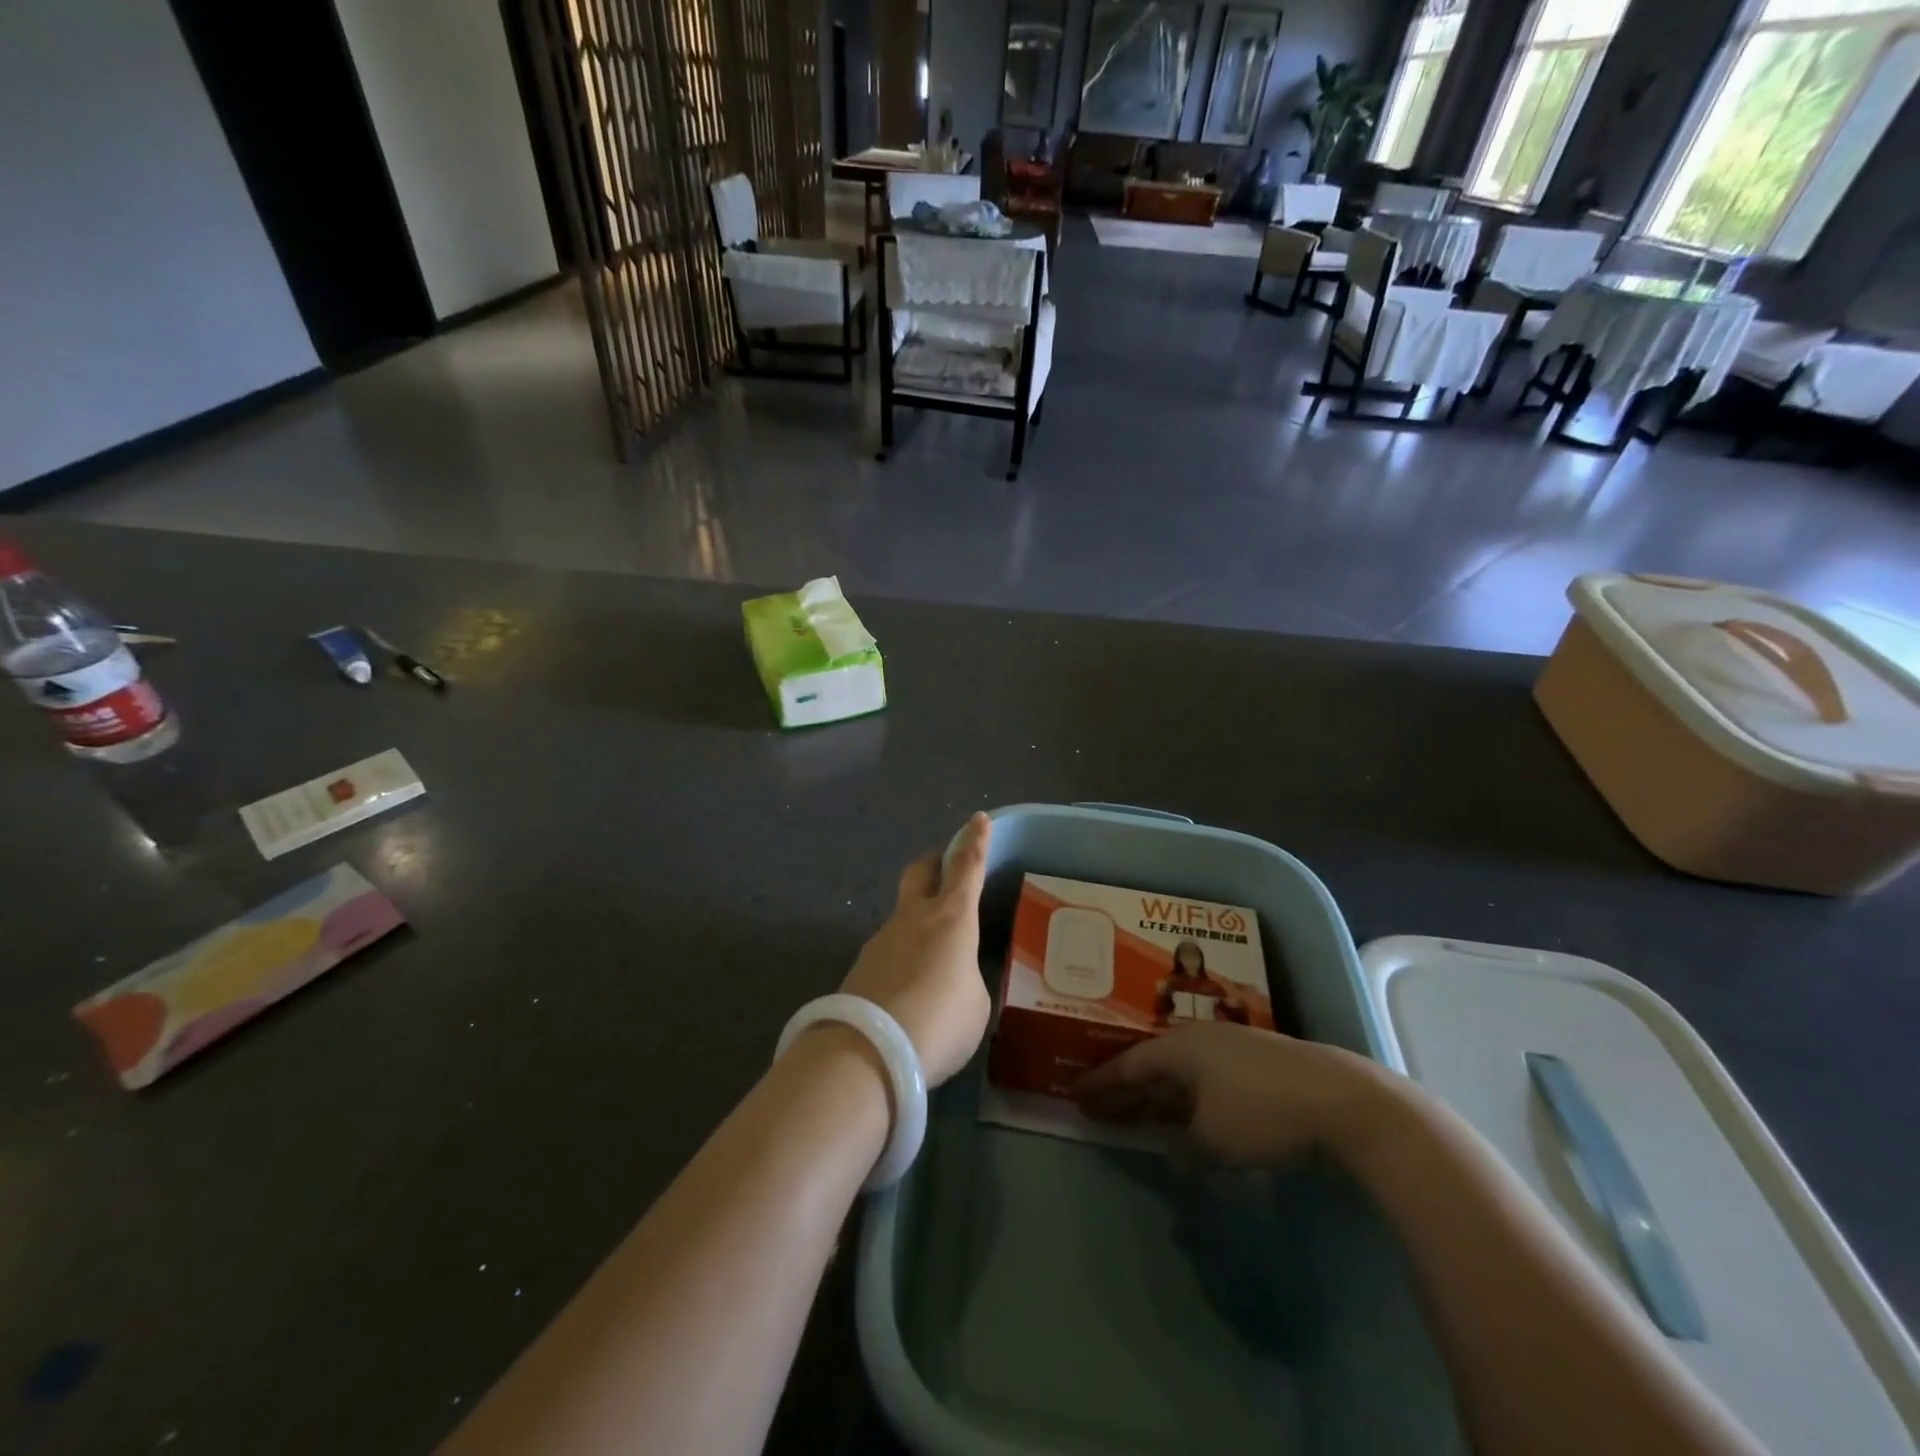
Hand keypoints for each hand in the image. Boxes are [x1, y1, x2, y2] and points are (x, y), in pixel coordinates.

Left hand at [839, 813, 992, 1086]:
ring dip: (919, 923)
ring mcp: (881, 939)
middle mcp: (913, 918)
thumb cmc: (939, 1021)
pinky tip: (911, 992)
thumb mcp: (976, 1005)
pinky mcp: (861, 967)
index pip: (967, 867)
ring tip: (935, 962)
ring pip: (903, 914)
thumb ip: (968, 981)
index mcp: (951, 918)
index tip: (978, 818)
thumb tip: (953, 979)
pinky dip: (904, 959)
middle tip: (947, 871)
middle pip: (921, 872)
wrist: (868, 1051)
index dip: (976, 842)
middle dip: (935, 864)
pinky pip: (890, 950)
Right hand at [1075, 1022, 1395, 1166]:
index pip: (1128, 1065)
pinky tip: (1187, 1121)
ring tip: (1133, 1115)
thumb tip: (1175, 1153)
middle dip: (1123, 1090)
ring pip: (1180, 1076)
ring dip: (1156, 1097)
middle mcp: (1199, 1041)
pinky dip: (1187, 1103)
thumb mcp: (1214, 1139)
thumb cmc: (1263, 1112)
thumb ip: (1186, 1148)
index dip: (1101, 1084)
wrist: (1342, 1100)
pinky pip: (1205, 1083)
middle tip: (1095, 1108)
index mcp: (1180, 1048)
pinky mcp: (1258, 1067)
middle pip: (1151, 1068)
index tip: (1075, 1096)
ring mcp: (1231, 1051)